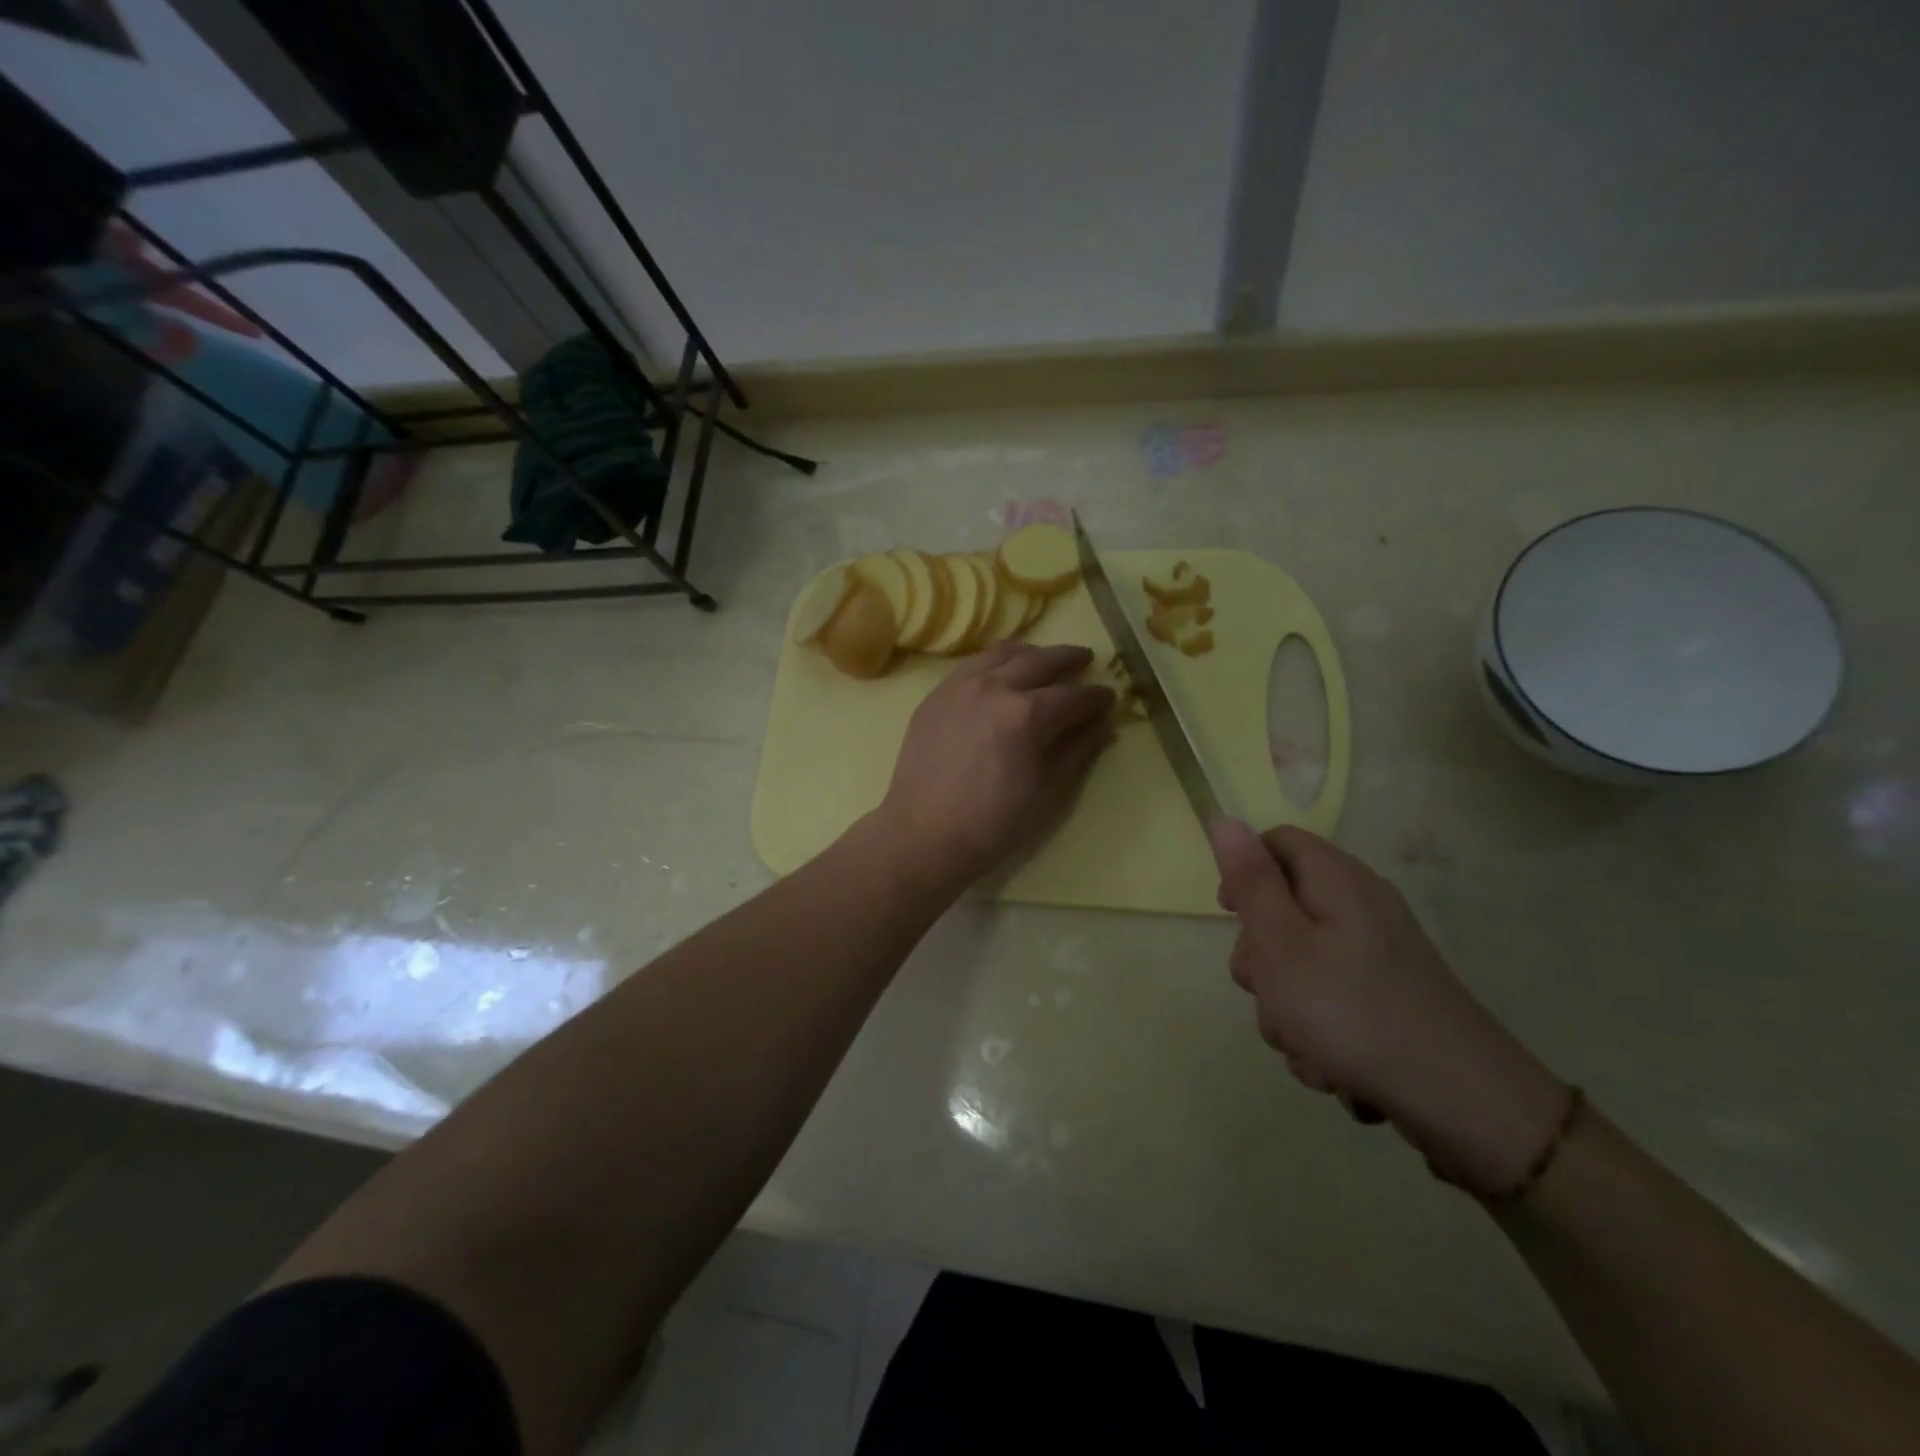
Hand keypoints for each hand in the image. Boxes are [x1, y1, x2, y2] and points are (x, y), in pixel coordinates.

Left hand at [873, 643, 1114, 895]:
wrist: (924, 834)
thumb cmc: (994, 822)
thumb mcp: (1048, 790)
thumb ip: (1077, 749)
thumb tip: (1101, 723)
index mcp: (1027, 714)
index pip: (1073, 696)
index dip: (1096, 697)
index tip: (1109, 697)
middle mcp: (994, 687)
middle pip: (1040, 660)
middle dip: (1068, 659)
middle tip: (1085, 660)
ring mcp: (959, 686)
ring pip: (1002, 653)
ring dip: (1031, 653)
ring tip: (1043, 659)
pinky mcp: (935, 695)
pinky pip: (972, 665)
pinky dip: (995, 662)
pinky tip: (1001, 673)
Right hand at [1208, 818, 1568, 1196]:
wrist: (1462, 1103)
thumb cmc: (1351, 1012)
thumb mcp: (1281, 943)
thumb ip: (1250, 881)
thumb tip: (1224, 818)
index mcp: (1337, 881)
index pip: (1276, 842)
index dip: (1244, 870)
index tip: (1229, 915)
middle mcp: (1360, 909)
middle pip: (1283, 910)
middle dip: (1261, 958)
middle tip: (1267, 990)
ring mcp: (1377, 957)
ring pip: (1299, 966)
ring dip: (1286, 1009)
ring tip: (1305, 1044)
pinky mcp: (1388, 1000)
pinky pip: (1329, 1002)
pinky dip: (1319, 1033)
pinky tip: (1333, 1066)